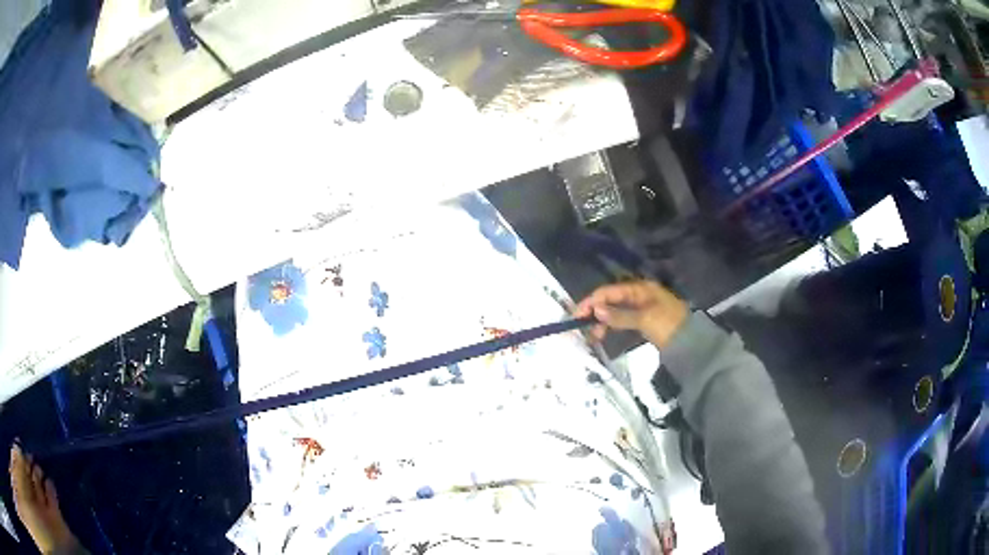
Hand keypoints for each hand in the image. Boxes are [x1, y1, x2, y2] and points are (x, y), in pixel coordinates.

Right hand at [574, 281, 688, 348]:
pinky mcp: (642, 322)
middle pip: (610, 301)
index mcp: (640, 288)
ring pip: (614, 312)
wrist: (691, 344)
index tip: (577, 315)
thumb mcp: (644, 319)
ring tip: (594, 338)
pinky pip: (621, 321)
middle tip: (584, 330)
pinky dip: (611, 328)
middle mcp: (638, 295)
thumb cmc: (669, 326)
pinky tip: (603, 337)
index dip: (592, 301)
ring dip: (602, 323)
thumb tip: (596, 310)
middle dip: (595, 313)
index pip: (609, 291)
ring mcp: (641, 309)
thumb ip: (619, 315)